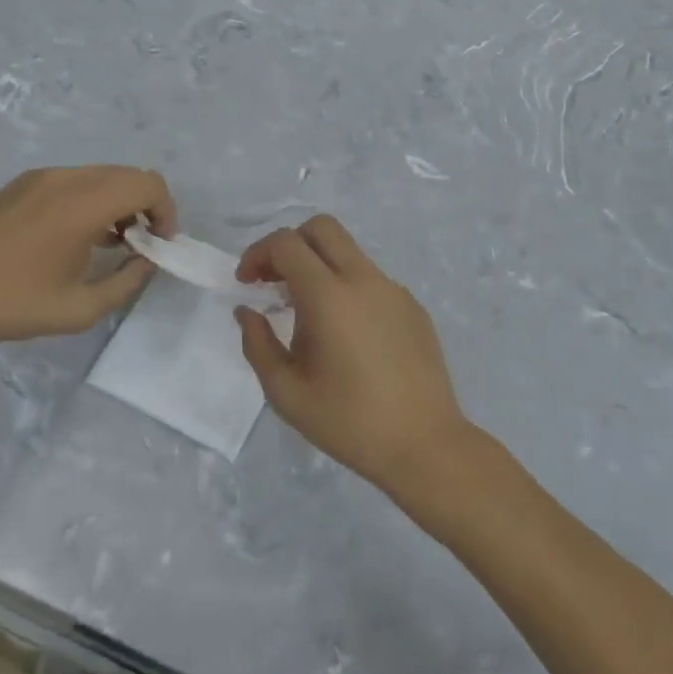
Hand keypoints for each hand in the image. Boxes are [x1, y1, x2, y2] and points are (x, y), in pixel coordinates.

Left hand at [0, 167, 175, 351]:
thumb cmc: (11, 304)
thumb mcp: (79, 309)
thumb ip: (127, 281)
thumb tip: (147, 260)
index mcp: (83, 204)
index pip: (148, 183)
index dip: (166, 210)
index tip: (159, 244)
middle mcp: (67, 178)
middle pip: (128, 174)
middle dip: (145, 206)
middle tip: (140, 245)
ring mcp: (42, 177)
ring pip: (102, 175)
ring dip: (118, 202)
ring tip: (110, 244)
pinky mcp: (23, 183)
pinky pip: (75, 180)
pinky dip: (92, 199)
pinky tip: (76, 236)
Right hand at [234, 216, 471, 497]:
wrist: (425, 446)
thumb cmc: (349, 423)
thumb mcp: (287, 393)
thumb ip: (257, 344)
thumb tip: (247, 311)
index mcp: (329, 296)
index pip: (287, 243)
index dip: (258, 253)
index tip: (247, 283)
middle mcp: (363, 279)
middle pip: (322, 228)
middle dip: (290, 244)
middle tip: (274, 281)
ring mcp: (393, 289)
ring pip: (348, 252)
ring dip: (319, 265)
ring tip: (307, 312)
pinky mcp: (412, 305)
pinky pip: (370, 279)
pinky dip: (347, 287)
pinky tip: (346, 334)